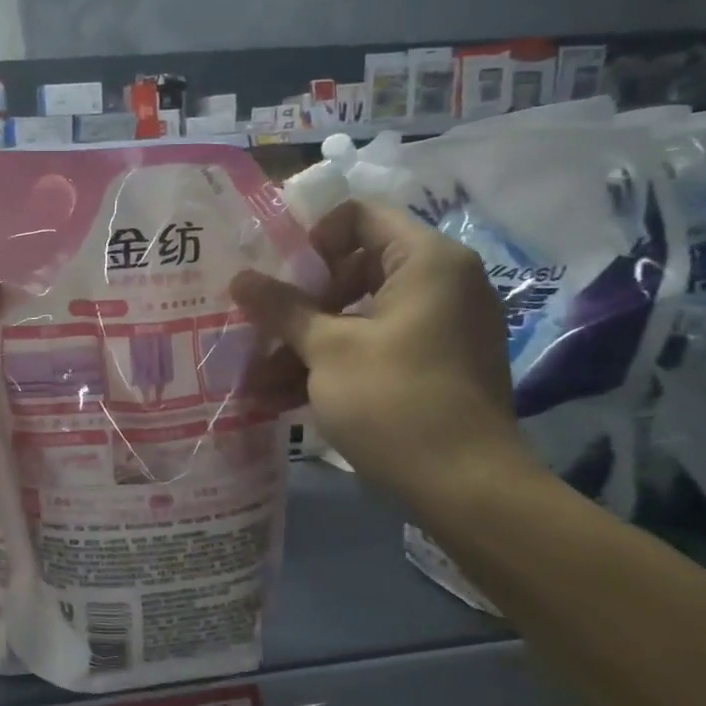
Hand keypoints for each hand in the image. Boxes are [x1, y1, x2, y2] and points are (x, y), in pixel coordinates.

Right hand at [231, 200, 532, 501]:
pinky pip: (375, 349)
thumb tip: (239, 278)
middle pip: (354, 270)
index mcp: (426, 261)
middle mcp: (441, 284)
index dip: (311, 240)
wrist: (466, 488)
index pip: (359, 217)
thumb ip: (282, 308)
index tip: (279, 279)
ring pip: (359, 317)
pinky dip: (334, 366)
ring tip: (256, 379)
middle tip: (262, 330)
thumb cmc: (394, 400)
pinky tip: (282, 398)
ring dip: (306, 344)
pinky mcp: (433, 367)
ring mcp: (439, 328)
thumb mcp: (328, 350)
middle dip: (300, 305)